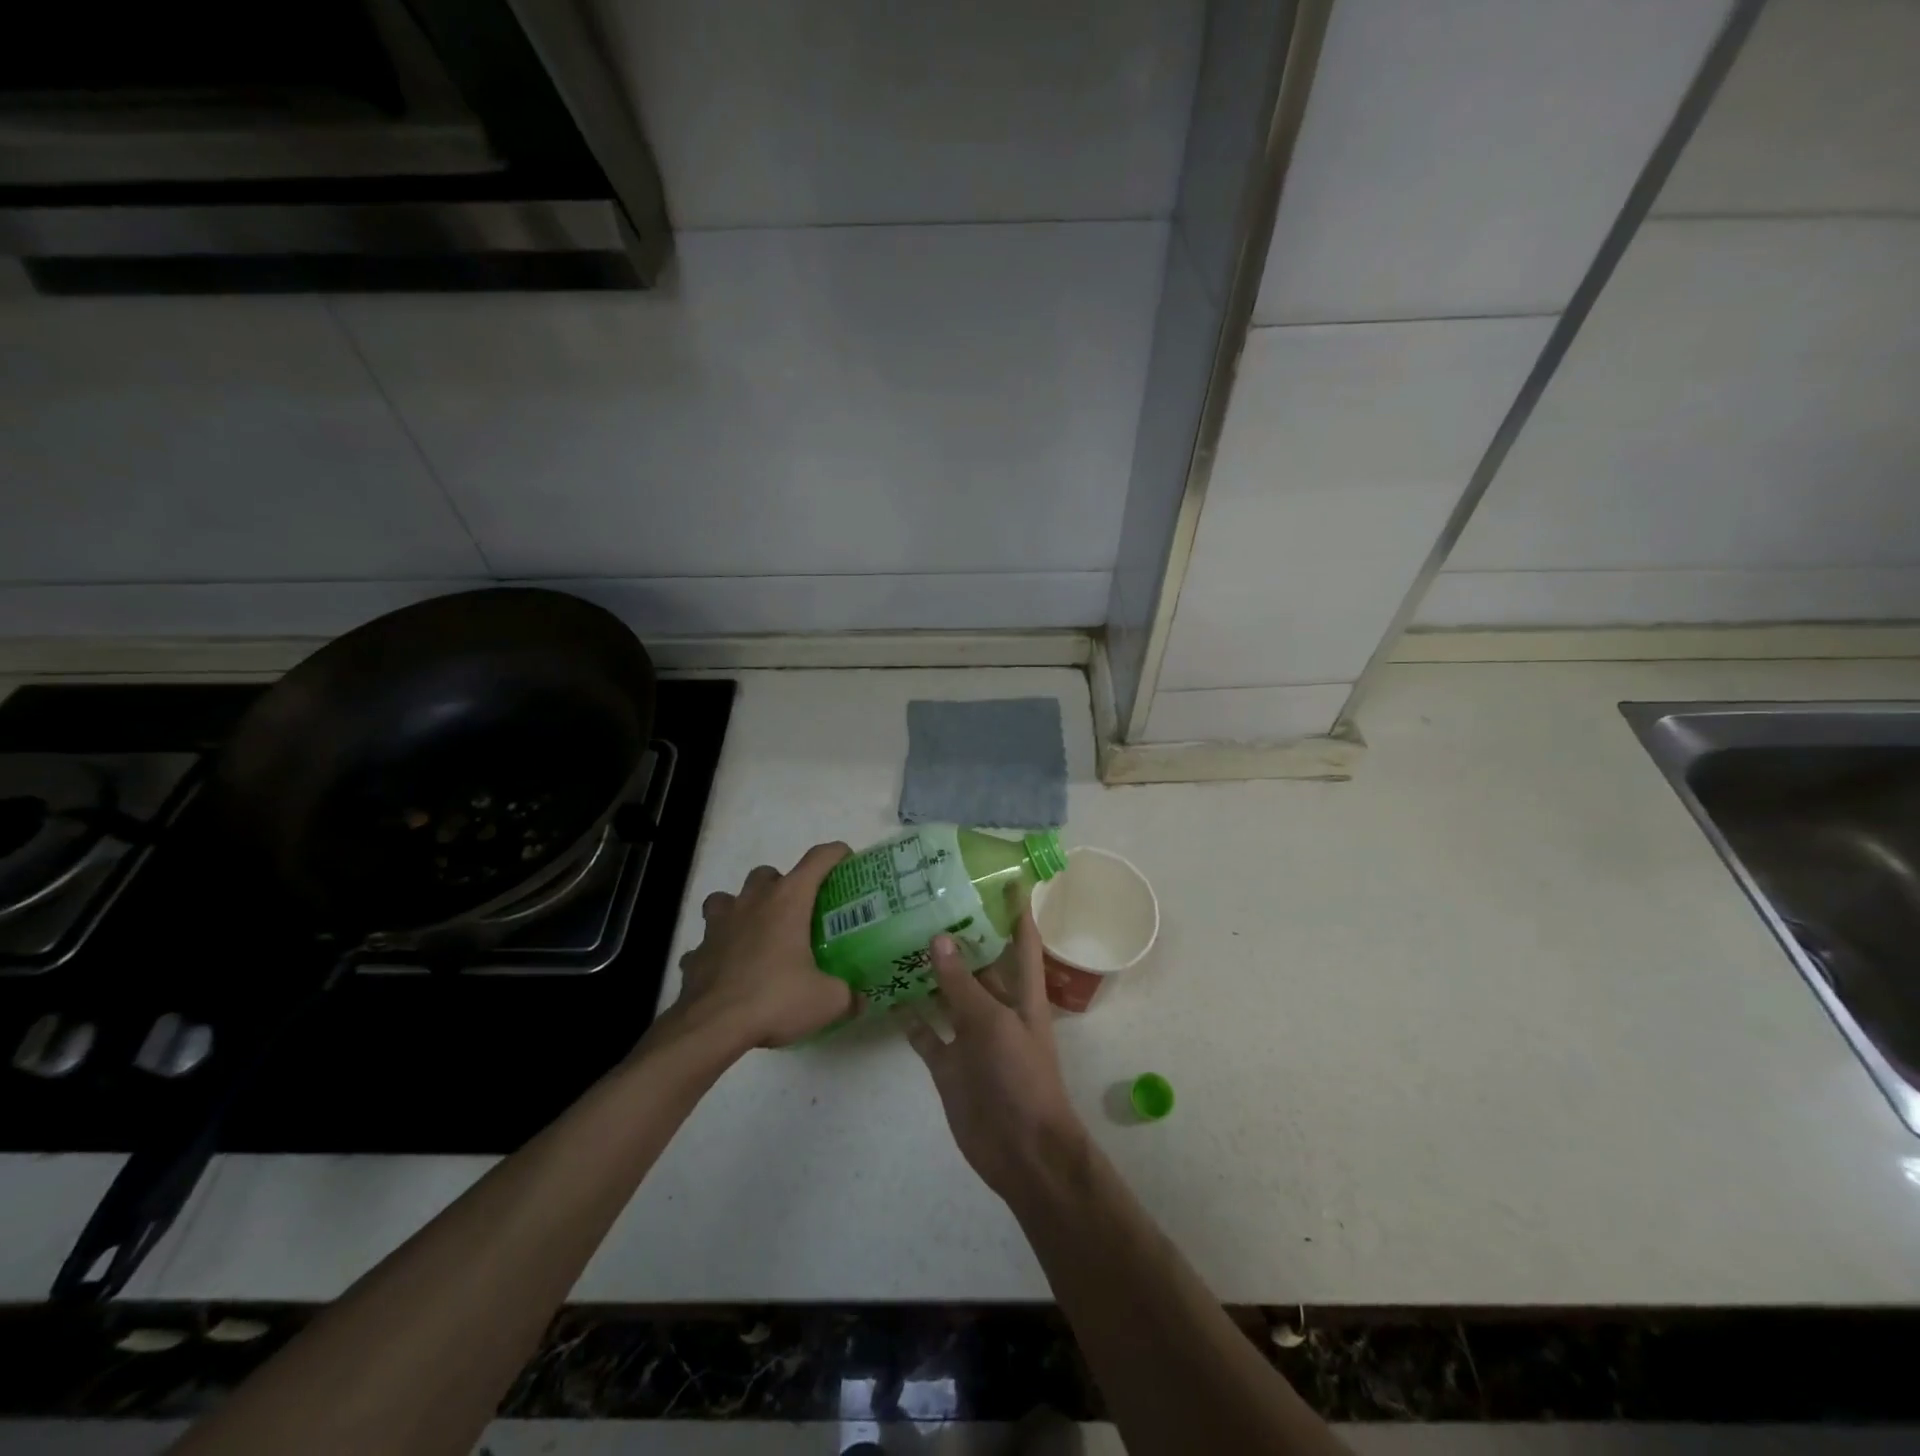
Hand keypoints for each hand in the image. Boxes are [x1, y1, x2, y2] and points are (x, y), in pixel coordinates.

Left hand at [672, 842, 856, 1049]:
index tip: (846, 859)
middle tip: (796, 913)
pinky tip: (727, 971)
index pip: (816, 860)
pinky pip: (706, 943)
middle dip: (781, 885)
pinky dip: (717, 951)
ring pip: (726, 899)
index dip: (834, 854)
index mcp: (787, 901)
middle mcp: (751, 902)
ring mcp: (718, 926)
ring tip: (755, 933)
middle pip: (766, 874)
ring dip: (740, 909)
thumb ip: (848, 996)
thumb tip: (859, 1000)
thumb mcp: (827, 1001)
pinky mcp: (696, 953)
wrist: (712, 1027)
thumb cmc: (775, 999)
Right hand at [901, 905, 1088, 1201]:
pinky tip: (888, 994)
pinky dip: (911, 1018)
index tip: (1004, 877)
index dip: (1017, 910)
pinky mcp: (949, 1065)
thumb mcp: (993, 1023)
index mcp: (1021, 994)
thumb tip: (939, 936)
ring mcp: (970, 1037)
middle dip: (959, 937)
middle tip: (927, 901)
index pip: (1022, 941)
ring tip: (899, 938)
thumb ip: (963, 983)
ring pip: (947, 995)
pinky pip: (926, 1034)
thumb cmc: (1021, 1078)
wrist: (1021, 1151)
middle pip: (979, 964)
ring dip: (929, 973)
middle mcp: (996, 1009)